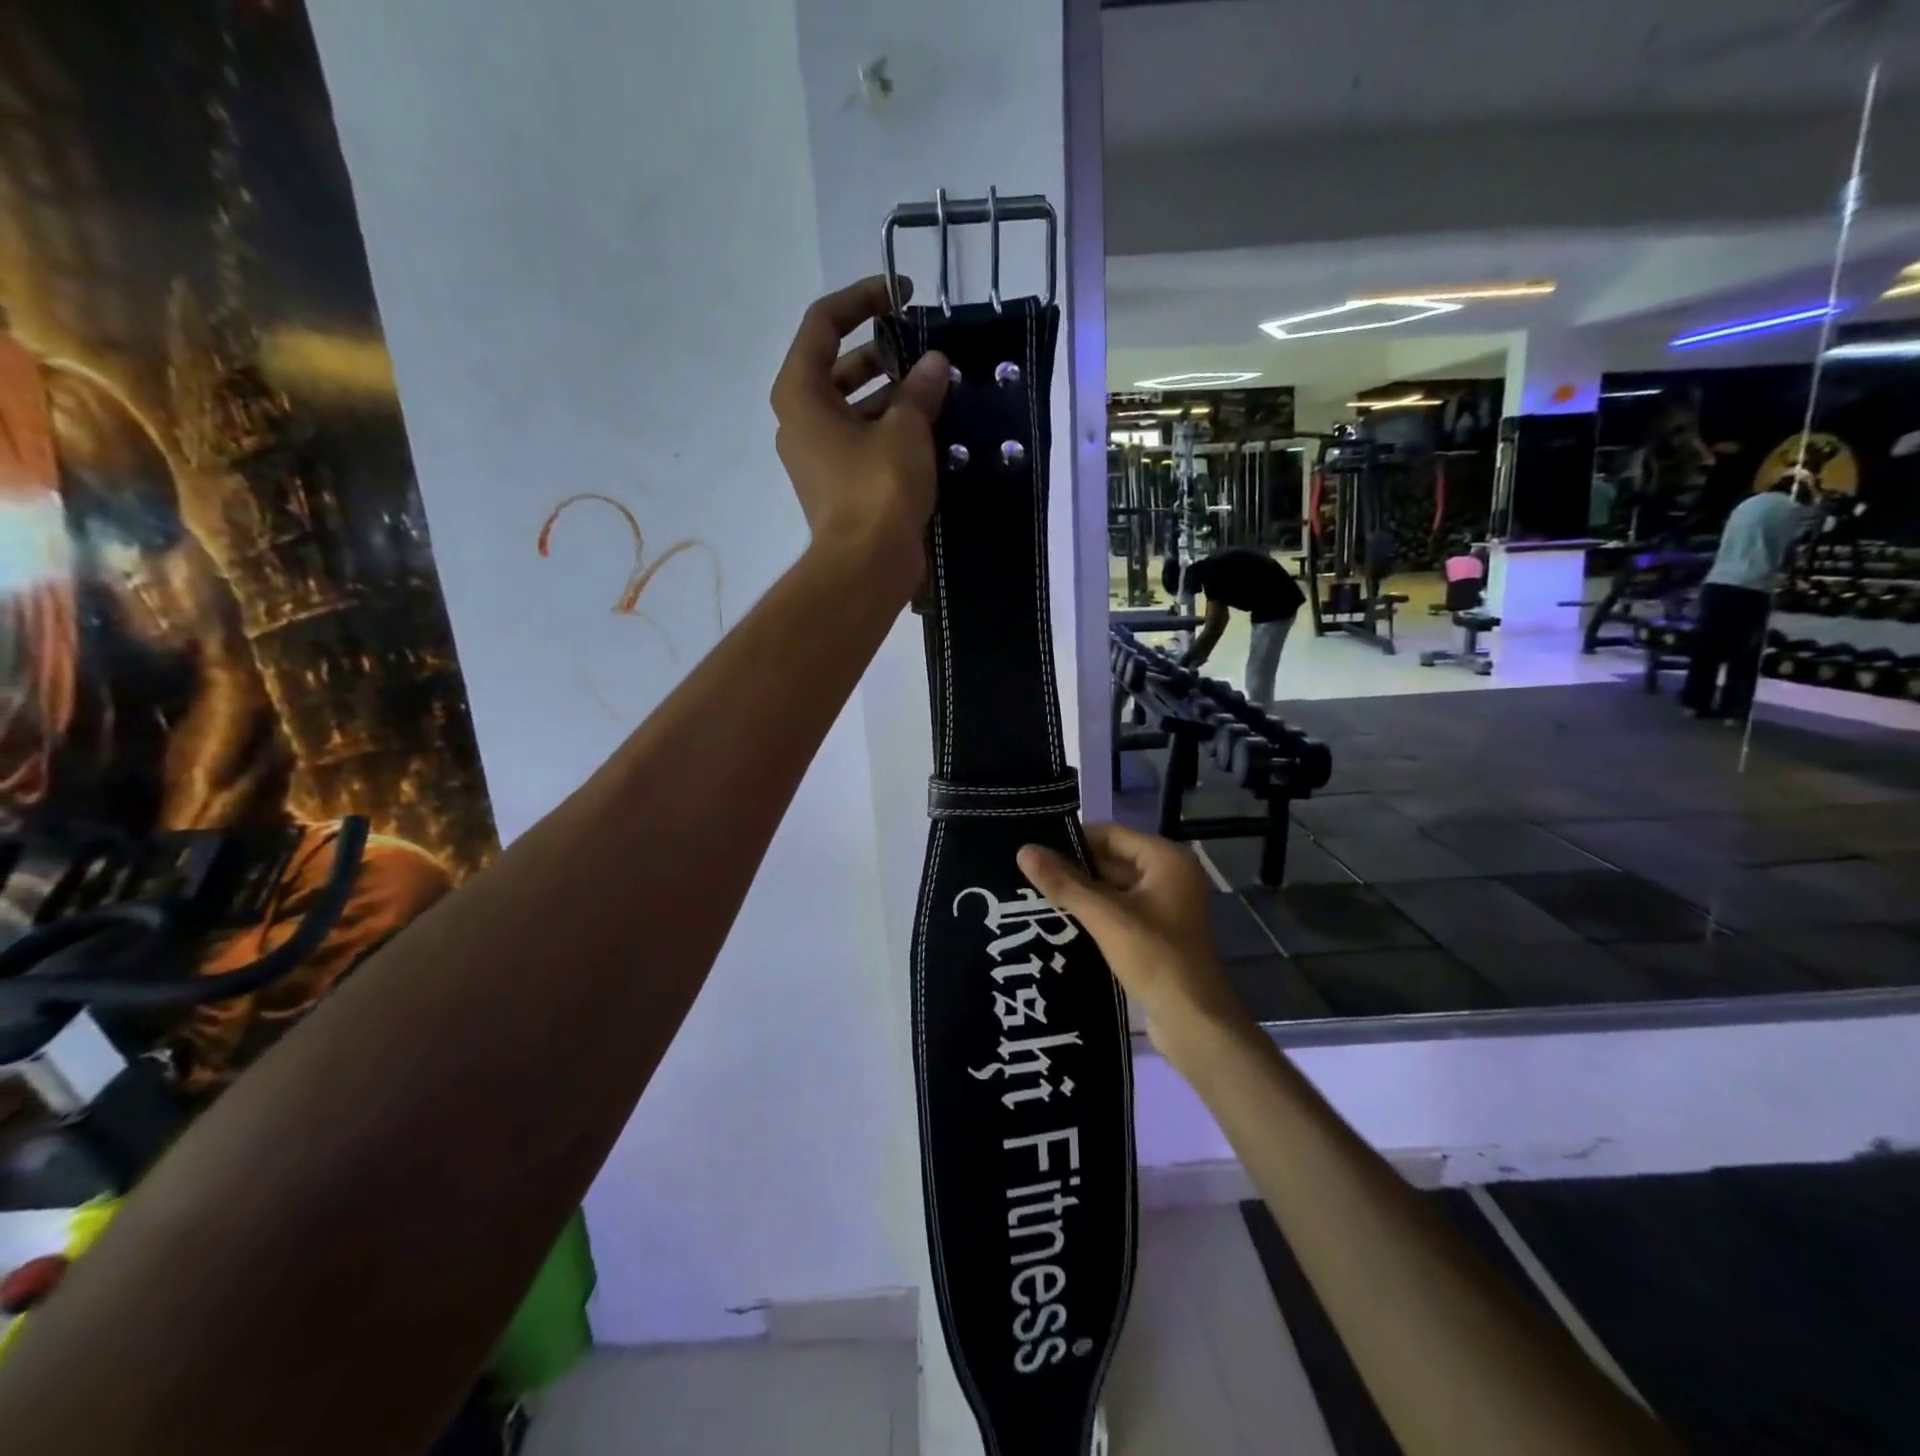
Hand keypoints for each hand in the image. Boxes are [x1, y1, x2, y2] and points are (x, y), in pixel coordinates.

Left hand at [771, 276, 949, 591]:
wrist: (866, 567)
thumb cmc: (877, 488)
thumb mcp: (905, 429)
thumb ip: (919, 388)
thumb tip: (934, 363)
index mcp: (801, 392)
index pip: (823, 322)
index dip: (863, 299)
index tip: (903, 296)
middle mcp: (800, 419)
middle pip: (839, 365)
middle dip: (884, 352)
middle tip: (926, 348)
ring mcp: (817, 455)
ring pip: (854, 406)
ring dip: (893, 393)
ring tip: (938, 388)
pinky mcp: (838, 484)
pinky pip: (863, 440)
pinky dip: (891, 428)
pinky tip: (931, 428)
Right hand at [1016, 823, 1248, 1057]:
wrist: (1195, 1023)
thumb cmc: (1155, 958)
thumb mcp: (1105, 916)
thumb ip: (1064, 883)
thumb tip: (1024, 851)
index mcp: (1166, 860)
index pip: (1111, 834)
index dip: (1073, 840)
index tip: (1035, 848)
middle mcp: (1169, 876)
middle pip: (1112, 860)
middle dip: (1074, 869)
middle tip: (1028, 874)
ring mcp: (1165, 907)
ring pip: (1113, 889)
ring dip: (1081, 894)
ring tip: (1035, 895)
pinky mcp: (1156, 934)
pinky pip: (1119, 912)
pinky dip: (1094, 914)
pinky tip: (1060, 921)